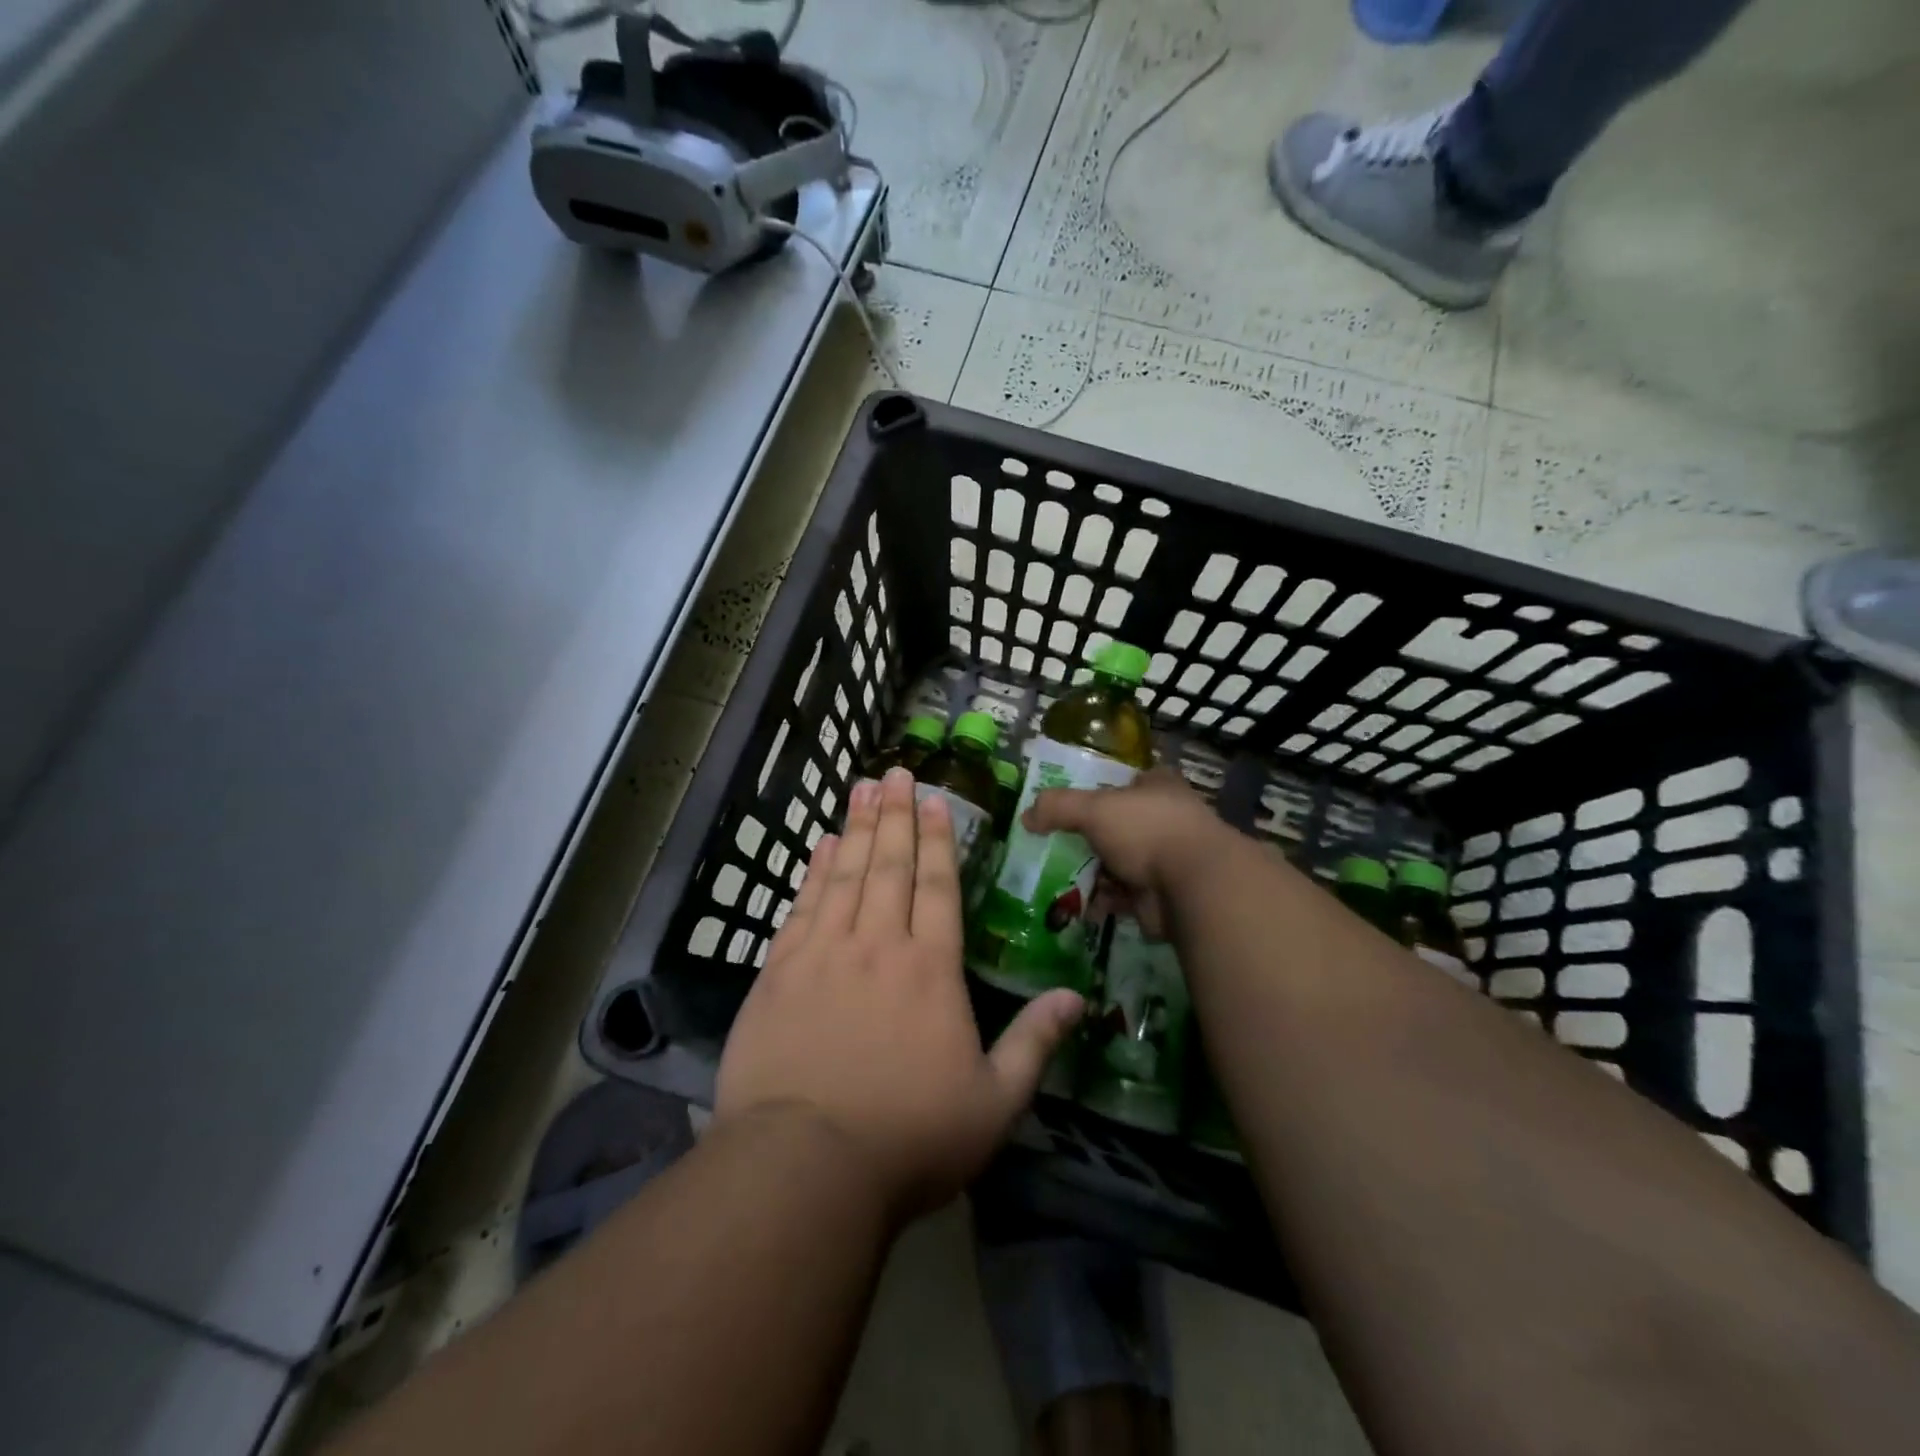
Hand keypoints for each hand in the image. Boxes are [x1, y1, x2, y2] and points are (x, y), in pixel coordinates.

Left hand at [715, 767, 1083, 1219]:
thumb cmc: (909, 1138)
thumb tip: (1077, 998)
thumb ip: (1035, 1044)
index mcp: (930, 969)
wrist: (804, 1166)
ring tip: (861, 788)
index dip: (938, 840)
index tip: (934, 799)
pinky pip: (802, 906)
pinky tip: (820, 846)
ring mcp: (824, 955)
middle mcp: (878, 946)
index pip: (938, 887)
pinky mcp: (779, 973)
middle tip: (894, 772)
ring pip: (844, 874)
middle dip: (896, 815)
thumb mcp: (994, 1104)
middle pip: (889, 865)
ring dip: (856, 828)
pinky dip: (814, 871)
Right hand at [1023, 768, 1228, 938]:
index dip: (1101, 790)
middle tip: (1055, 846)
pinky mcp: (1162, 895)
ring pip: (1120, 863)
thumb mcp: (1094, 809)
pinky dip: (1102, 900)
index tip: (1071, 805)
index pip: (1127, 782)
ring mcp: (1167, 859)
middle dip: (1090, 838)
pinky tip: (1078, 905)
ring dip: (1094, 873)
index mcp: (1158, 787)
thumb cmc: (1146, 830)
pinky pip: (1123, 896)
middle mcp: (1166, 819)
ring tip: (1058, 878)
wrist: (1193, 885)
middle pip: (1119, 825)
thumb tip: (1026, 817)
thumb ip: (1058, 808)